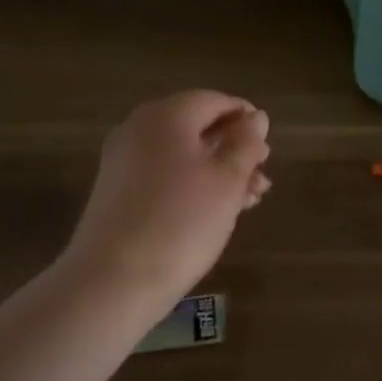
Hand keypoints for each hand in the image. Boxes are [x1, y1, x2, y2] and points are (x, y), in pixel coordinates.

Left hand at [59, 90, 271, 309]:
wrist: (113, 280)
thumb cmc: (182, 221)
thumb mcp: (227, 180)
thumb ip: (246, 144)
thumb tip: (256, 118)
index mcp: (167, 115)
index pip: (214, 100)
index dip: (245, 118)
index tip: (268, 144)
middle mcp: (140, 128)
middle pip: (196, 127)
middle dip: (234, 149)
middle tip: (262, 177)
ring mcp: (123, 160)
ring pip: (182, 154)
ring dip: (218, 171)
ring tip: (250, 200)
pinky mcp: (116, 191)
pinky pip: (163, 175)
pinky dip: (192, 185)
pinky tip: (217, 211)